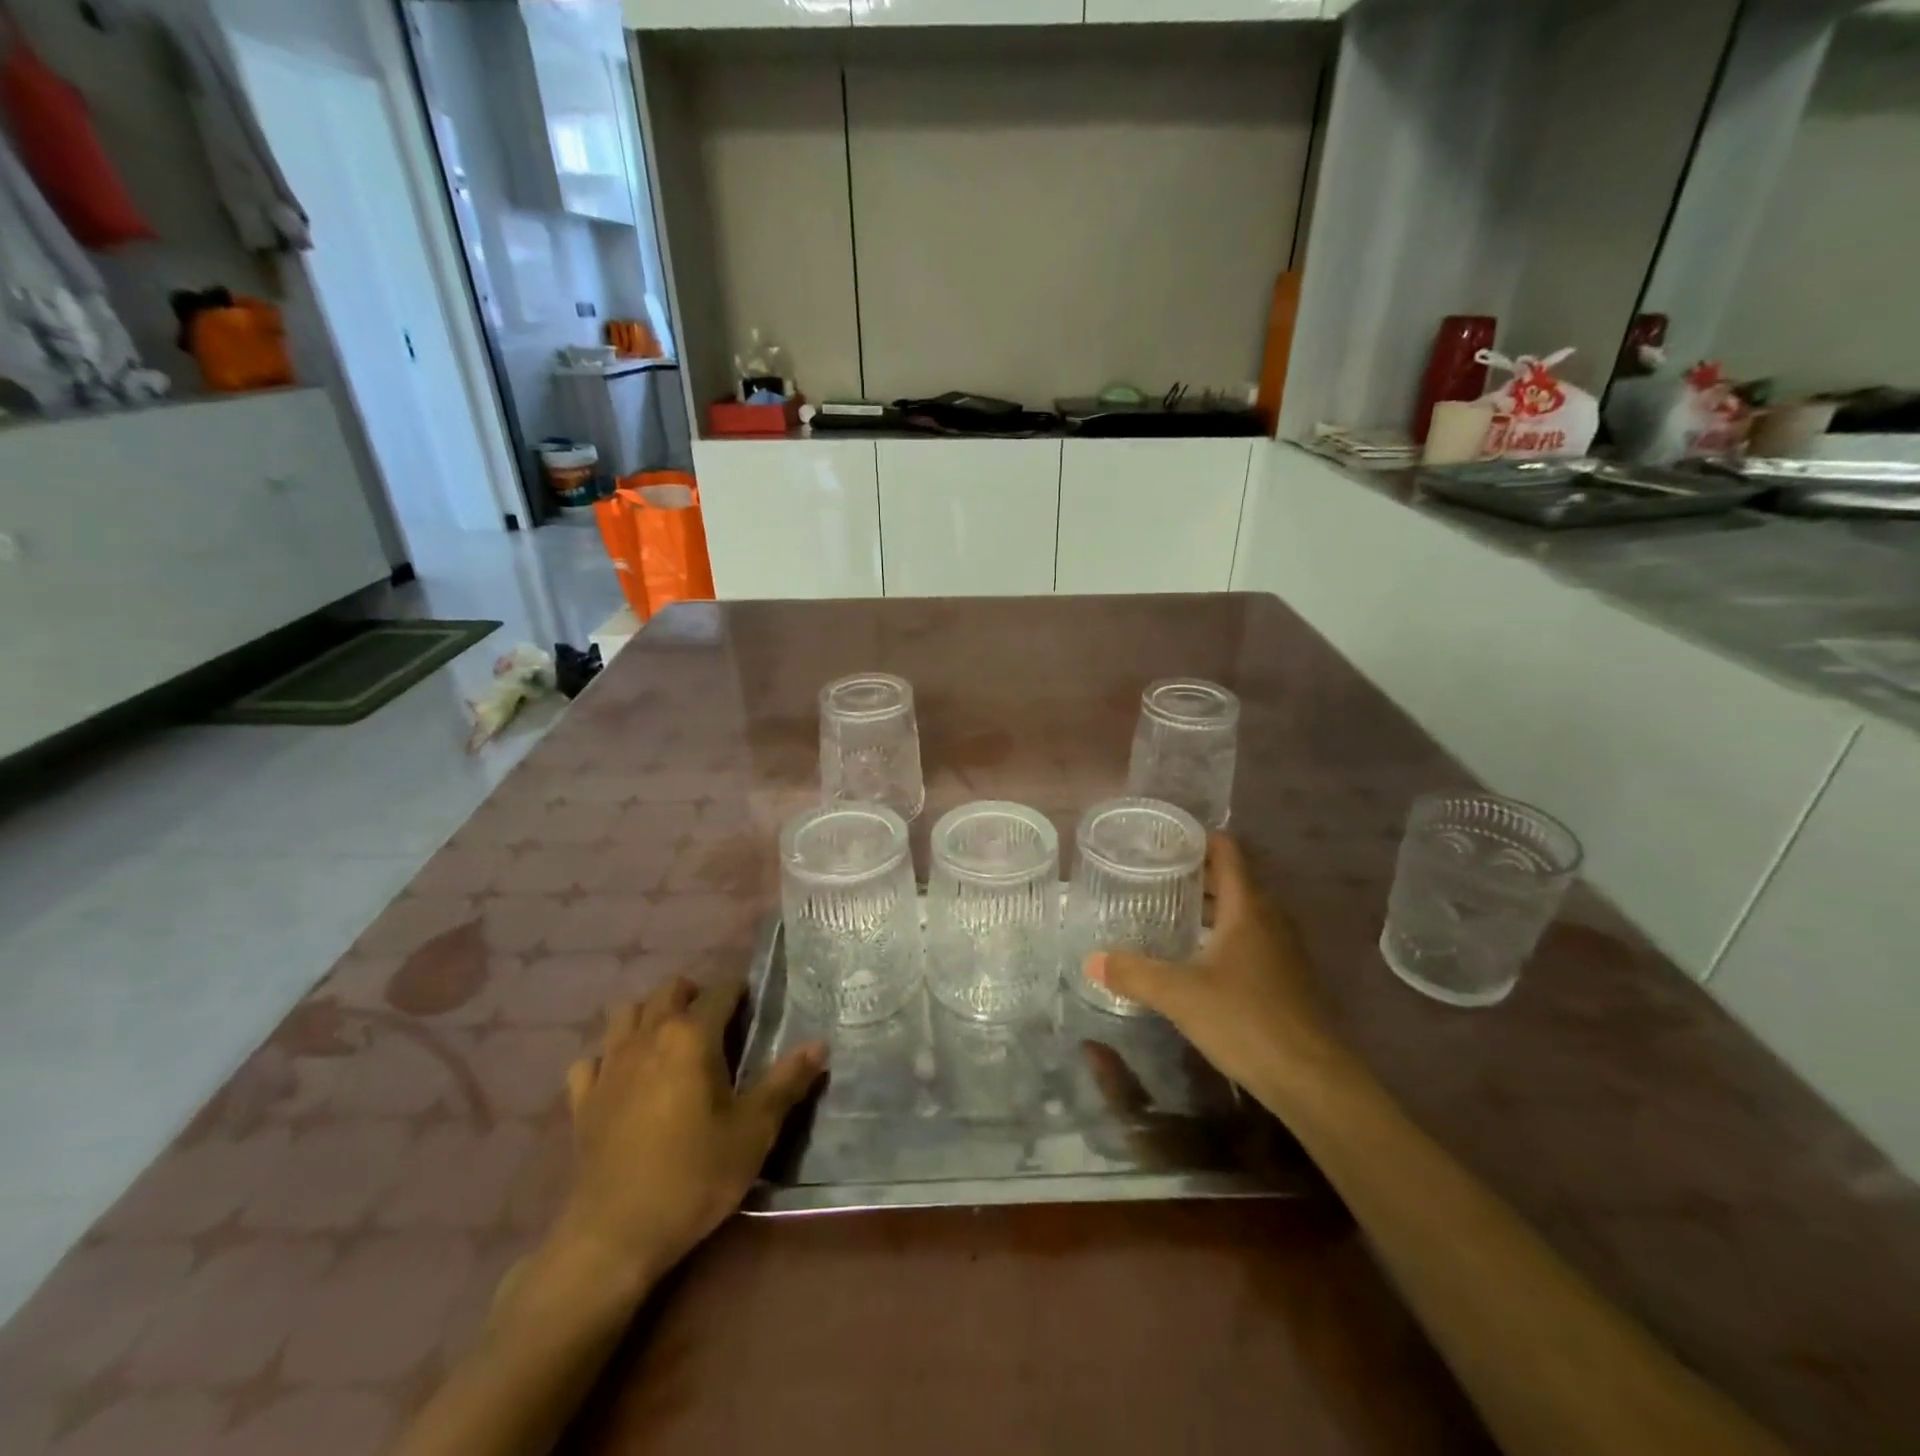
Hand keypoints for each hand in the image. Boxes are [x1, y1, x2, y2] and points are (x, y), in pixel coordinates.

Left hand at [557, 978, 825, 1282]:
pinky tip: (623, 1078)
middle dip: (695, 995)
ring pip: (626, 1013)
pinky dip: (609, 1057)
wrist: (615, 1235)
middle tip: (717, 1025)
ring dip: (649, 1015)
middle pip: (669, 990)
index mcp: (691, 1036)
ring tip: (670, 1041)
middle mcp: (648, 1036)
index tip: (754, 1010)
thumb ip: (787, 1081)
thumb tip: (820, 1044)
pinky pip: (592, 1059)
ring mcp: (609, 1065)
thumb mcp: (754, 1130)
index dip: (740, 993)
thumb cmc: (694, 1175)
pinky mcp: (582, 1099)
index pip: (721, 991)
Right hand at [1084, 835, 1354, 1112]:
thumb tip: (1090, 960)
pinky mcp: (1285, 979)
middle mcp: (1269, 919)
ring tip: (1165, 912)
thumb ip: (1133, 973)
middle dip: (1193, 875)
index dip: (1197, 839)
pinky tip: (1193, 958)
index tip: (1162, 840)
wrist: (1311, 1080)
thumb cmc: (1245, 1020)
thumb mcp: (1179, 994)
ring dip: (1208, 908)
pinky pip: (1249, 940)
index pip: (1226, 852)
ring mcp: (1282, 950)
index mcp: (1248, 908)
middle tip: (1150, 876)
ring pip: (1241, 913)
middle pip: (1231, 881)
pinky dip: (1221, 936)